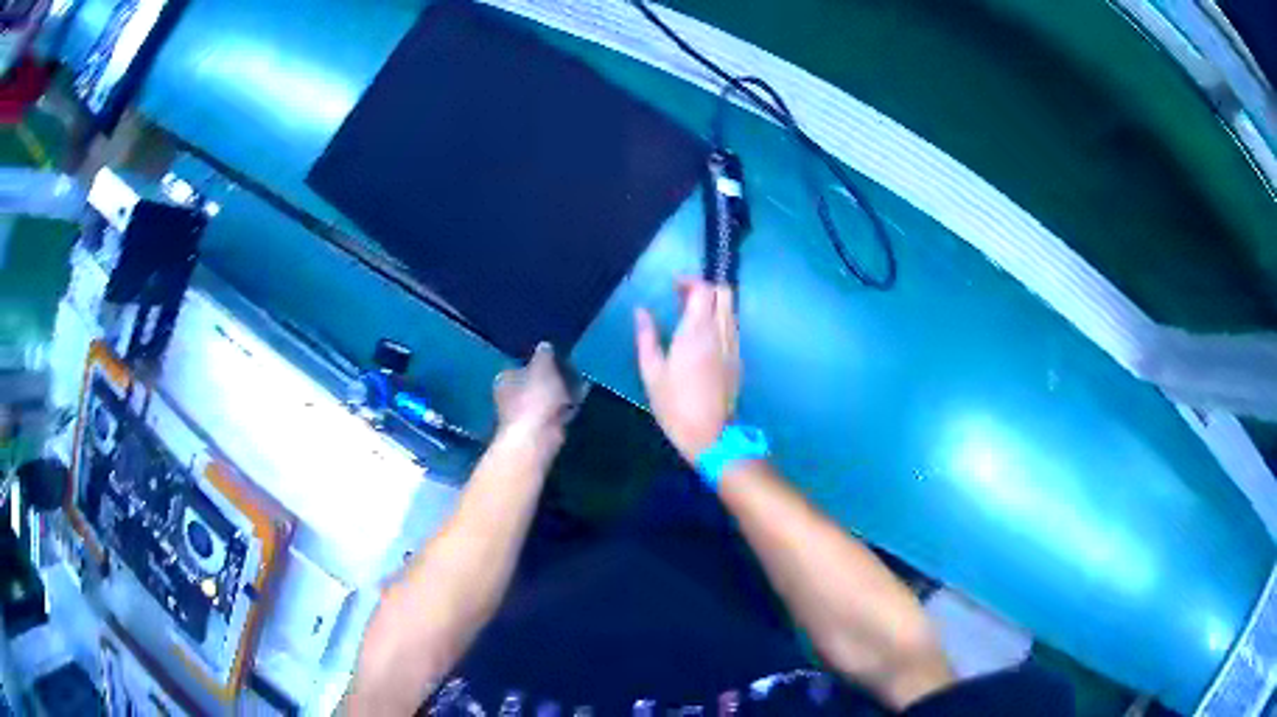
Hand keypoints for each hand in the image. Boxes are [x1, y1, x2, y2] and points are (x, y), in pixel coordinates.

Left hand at [494, 342, 571, 456]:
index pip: (518, 366)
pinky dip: (565, 408)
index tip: (553, 359)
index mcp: (504, 379)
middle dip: (547, 380)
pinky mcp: (538, 431)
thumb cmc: (535, 396)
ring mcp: (523, 416)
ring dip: (557, 395)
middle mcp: (508, 397)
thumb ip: (544, 355)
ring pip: (543, 400)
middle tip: (569, 371)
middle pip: (530, 384)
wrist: (537, 435)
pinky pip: (554, 414)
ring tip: (579, 384)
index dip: (535, 362)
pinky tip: (579, 401)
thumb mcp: (543, 367)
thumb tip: (544, 345)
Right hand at [635, 278, 740, 463]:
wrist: (711, 436)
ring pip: (730, 309)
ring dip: (713, 304)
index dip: (690, 282)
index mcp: (697, 332)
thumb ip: (647, 337)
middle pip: (724, 293)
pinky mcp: (738, 359)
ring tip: (690, 316)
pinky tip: (702, 337)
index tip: (674, 286)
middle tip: (683, 298)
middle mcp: (720, 333)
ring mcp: (733, 345)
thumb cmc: (676, 406)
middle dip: (705, 288)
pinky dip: (719, 320)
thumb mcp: (652, 373)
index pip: (704, 290)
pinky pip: (732, 327)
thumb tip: (641, 312)